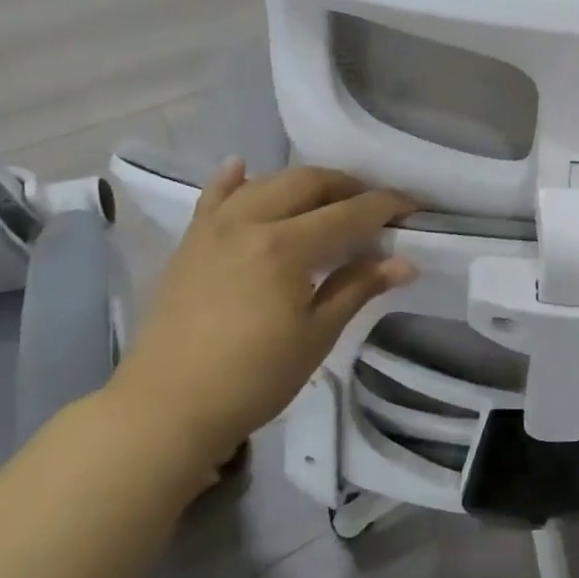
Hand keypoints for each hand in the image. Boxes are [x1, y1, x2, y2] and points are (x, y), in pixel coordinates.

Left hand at [110, 161, 416, 473]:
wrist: (166, 409)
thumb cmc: (254, 377)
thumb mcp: (317, 334)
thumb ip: (359, 287)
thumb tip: (405, 262)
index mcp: (285, 246)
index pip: (348, 213)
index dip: (385, 206)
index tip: (412, 207)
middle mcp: (248, 223)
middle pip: (307, 183)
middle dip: (347, 186)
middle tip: (373, 205)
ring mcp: (213, 229)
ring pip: (266, 183)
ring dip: (303, 183)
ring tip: (327, 198)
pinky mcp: (189, 243)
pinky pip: (213, 198)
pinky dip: (233, 181)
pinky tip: (242, 168)